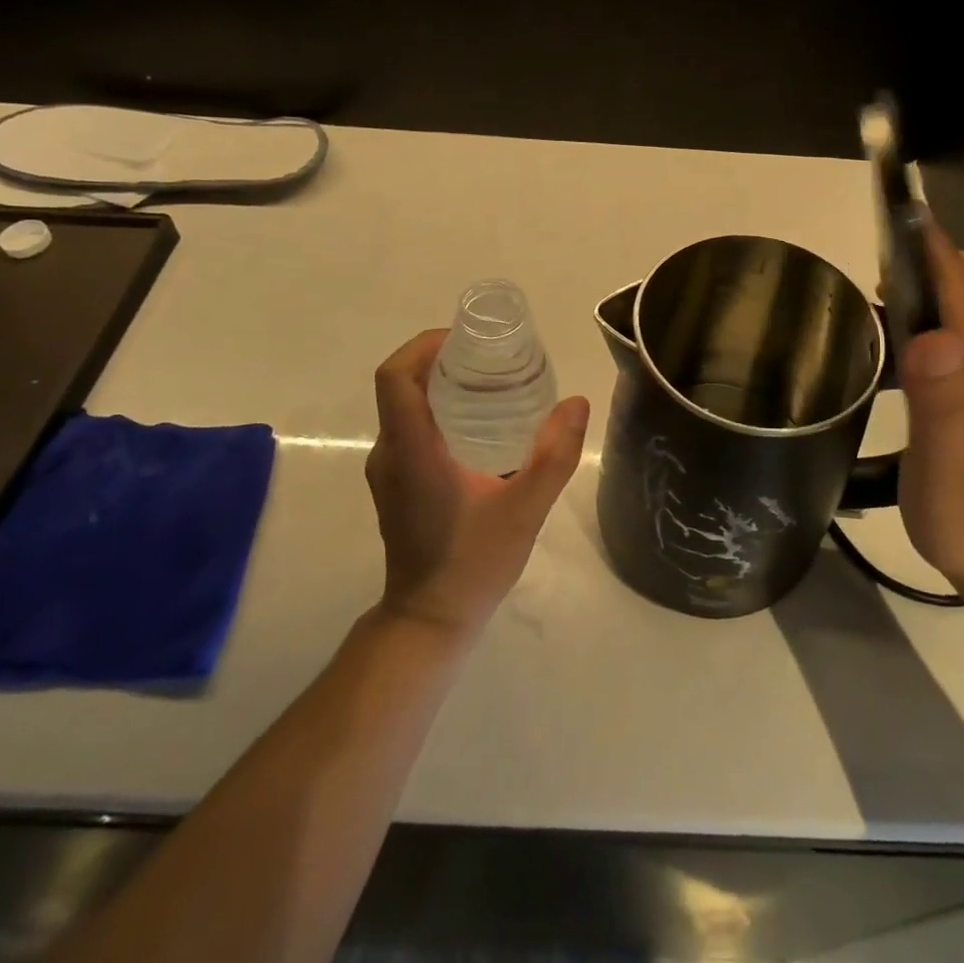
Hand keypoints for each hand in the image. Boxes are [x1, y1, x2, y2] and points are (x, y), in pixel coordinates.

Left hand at [366, 329, 590, 636]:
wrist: (429, 622)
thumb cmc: (472, 564)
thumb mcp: (525, 510)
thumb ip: (554, 455)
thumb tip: (576, 402)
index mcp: (411, 451)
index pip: (395, 378)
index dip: (423, 345)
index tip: (465, 340)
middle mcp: (389, 454)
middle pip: (402, 386)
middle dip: (441, 360)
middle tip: (492, 359)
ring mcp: (387, 470)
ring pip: (405, 408)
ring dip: (440, 386)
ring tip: (491, 386)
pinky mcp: (394, 484)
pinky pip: (410, 429)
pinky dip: (438, 412)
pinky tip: (479, 428)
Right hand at [895, 219, 963, 608]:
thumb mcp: (944, 461)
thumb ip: (940, 397)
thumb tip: (931, 335)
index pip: (960, 280)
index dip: (929, 241)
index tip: (896, 210)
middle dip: (938, 257)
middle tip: (884, 272)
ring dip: (937, 287)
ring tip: (884, 304)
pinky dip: (939, 320)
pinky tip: (905, 355)